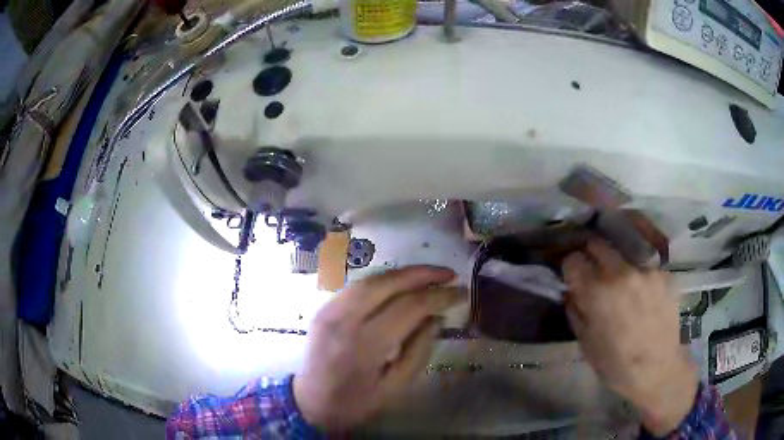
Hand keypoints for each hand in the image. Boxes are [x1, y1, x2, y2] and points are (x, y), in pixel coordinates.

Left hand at [293, 266, 462, 431]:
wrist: (311, 403)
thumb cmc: (356, 402)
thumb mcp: (395, 387)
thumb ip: (418, 351)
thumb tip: (436, 318)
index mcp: (366, 345)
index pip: (409, 307)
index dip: (439, 297)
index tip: (461, 292)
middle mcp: (345, 320)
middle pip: (387, 283)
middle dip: (422, 274)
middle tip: (449, 274)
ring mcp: (330, 311)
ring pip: (370, 279)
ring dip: (402, 273)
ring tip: (429, 275)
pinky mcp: (323, 309)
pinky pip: (356, 287)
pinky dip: (382, 281)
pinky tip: (399, 285)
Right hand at [562, 240, 697, 435]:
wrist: (658, 369)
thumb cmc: (616, 364)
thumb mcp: (586, 343)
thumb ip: (576, 311)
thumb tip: (572, 292)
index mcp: (596, 292)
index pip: (573, 259)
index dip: (570, 268)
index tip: (573, 277)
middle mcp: (620, 272)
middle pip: (598, 244)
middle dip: (591, 256)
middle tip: (594, 273)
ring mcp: (645, 270)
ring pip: (623, 256)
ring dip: (618, 268)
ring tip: (624, 289)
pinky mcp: (663, 274)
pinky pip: (644, 268)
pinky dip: (639, 278)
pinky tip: (644, 297)